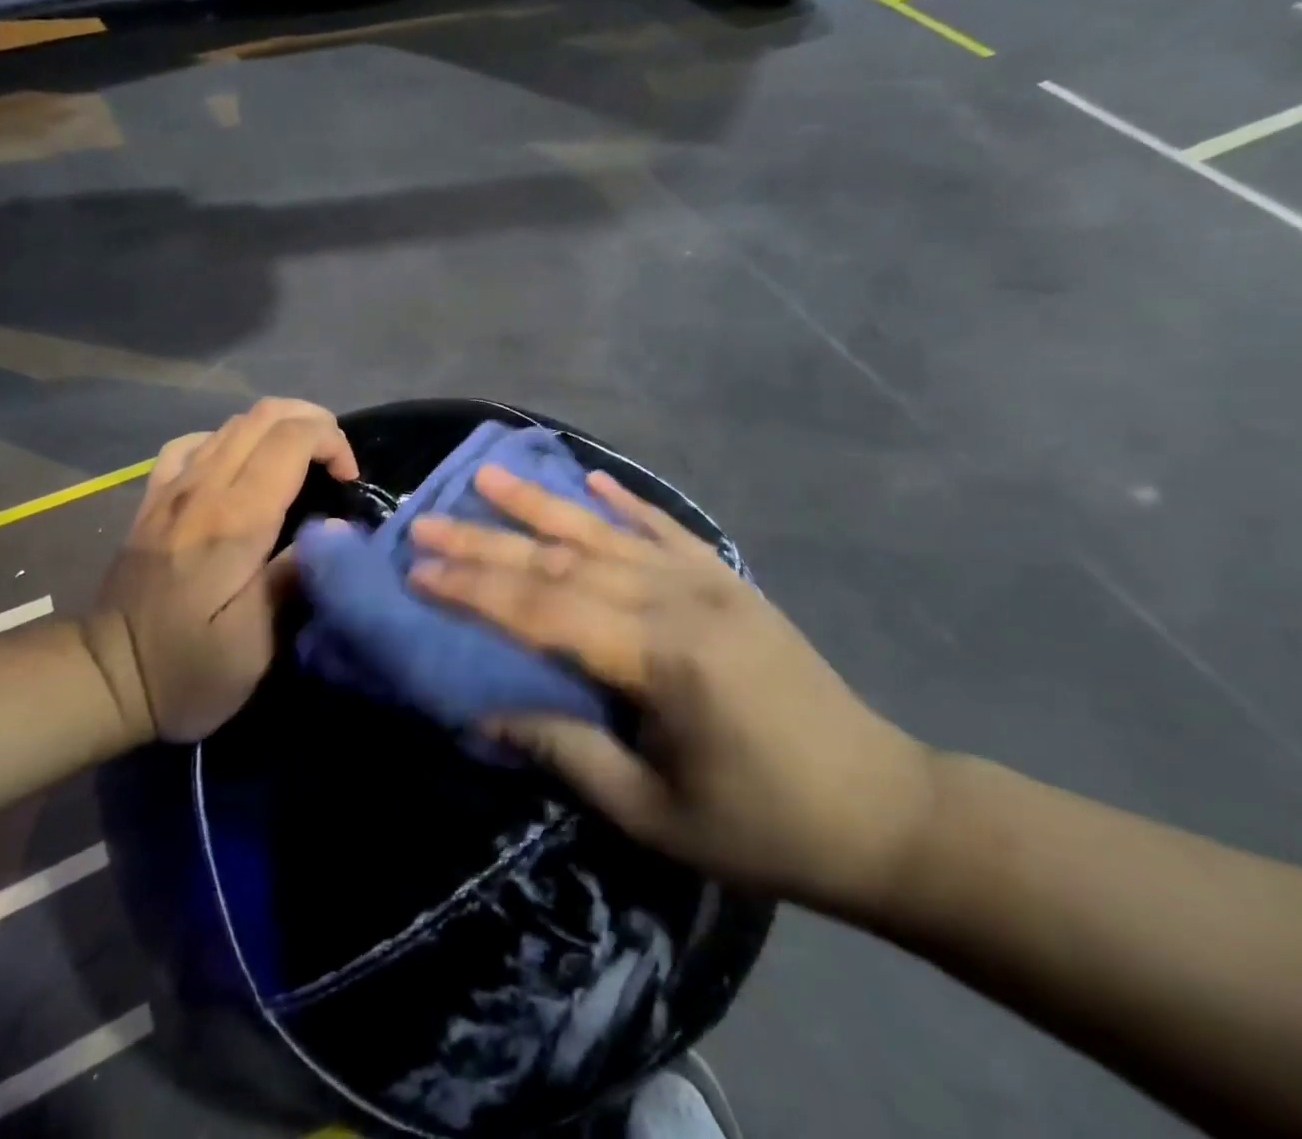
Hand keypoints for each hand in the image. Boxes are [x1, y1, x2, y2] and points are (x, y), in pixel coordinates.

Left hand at [83, 399, 358, 744]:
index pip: (292, 439)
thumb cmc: (187, 667)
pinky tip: (240, 467)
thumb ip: (296, 575)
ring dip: (279, 428)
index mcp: (236, 519)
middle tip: (336, 463)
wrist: (103, 674)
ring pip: (233, 422)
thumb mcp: (256, 643)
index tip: (350, 481)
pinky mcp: (154, 496)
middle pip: (265, 414)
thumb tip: (335, 527)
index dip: (333, 443)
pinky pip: (195, 442)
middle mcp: (204, 488)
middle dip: (314, 423)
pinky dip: (231, 440)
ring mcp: (173, 487)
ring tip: (302, 463)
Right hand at [409, 467, 934, 910]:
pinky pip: (664, 529)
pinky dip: (621, 503)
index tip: (419, 570)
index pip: (545, 612)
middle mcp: (679, 600)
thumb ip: (566, 751)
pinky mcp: (727, 581)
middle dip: (487, 542)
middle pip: (563, 561)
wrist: (883, 811)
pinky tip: (590, 480)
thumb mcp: (653, 813)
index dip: (475, 591)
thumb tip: (484, 714)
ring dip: (540, 504)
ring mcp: (707, 582)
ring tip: (489, 474)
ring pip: (605, 532)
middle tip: (427, 520)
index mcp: (662, 657)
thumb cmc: (763, 826)